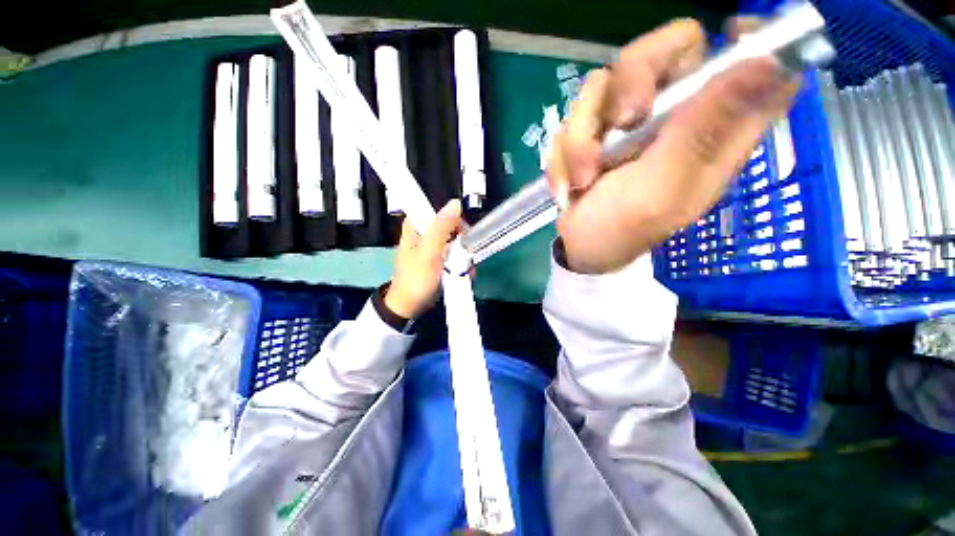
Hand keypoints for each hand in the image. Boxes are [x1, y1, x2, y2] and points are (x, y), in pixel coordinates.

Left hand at [384, 200, 463, 318]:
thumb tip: (455, 203)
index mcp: (416, 226)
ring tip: (467, 265)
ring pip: (453, 240)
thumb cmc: (417, 278)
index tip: (463, 228)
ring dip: (463, 251)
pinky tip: (465, 271)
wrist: (410, 306)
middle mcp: (424, 234)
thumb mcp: (429, 252)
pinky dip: (461, 260)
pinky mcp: (438, 260)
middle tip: (465, 250)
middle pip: (448, 224)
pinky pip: (454, 253)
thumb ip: (441, 228)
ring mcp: (432, 248)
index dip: (451, 215)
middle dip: (460, 237)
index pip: (435, 209)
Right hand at [549, 17, 799, 273]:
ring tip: (582, 179)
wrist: (576, 248)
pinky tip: (569, 184)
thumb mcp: (661, 189)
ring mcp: (632, 123)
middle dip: (633, 81)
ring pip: (607, 83)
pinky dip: (565, 154)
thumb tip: (765, 63)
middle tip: (620, 123)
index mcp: (714, 135)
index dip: (754, 39)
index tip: (730, 32)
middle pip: (671, 50)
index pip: (759, 65)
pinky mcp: (597, 133)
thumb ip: (702, 131)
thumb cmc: (620, 231)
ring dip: (582, 137)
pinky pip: (575, 117)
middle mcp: (677, 118)